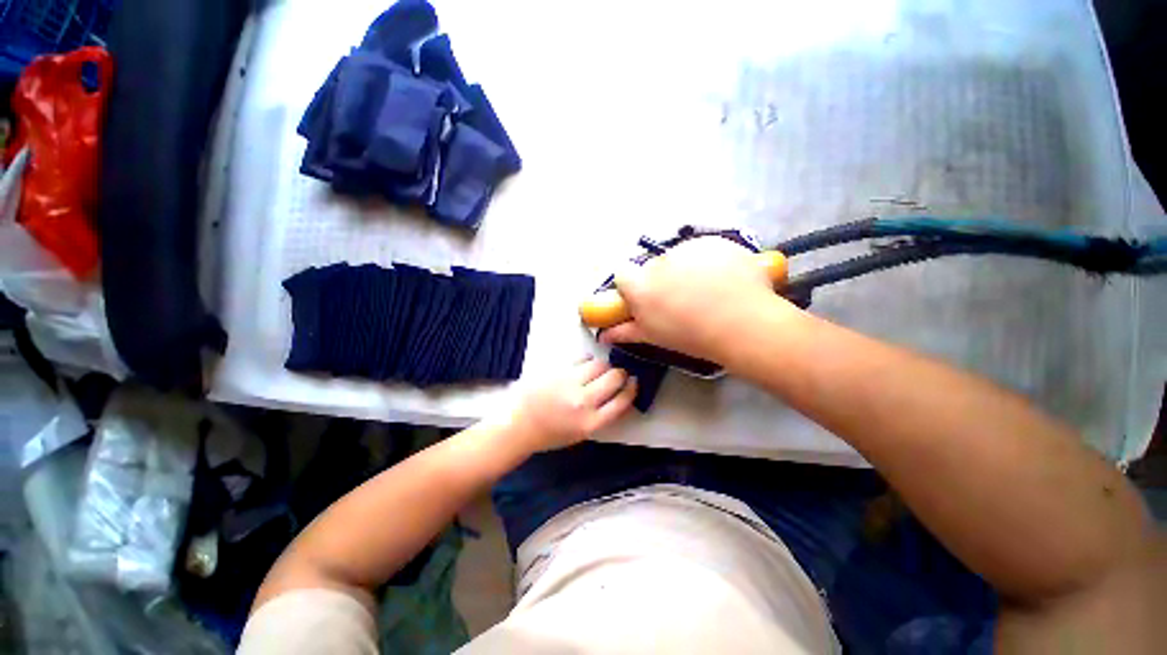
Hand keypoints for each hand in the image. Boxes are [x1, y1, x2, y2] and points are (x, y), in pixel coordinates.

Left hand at [506, 358, 637, 451]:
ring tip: (598, 372)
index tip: (633, 382)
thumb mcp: (582, 433)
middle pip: (614, 377)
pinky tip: (584, 367)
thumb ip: (603, 415)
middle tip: (616, 375)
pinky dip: (588, 361)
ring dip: (604, 367)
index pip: (622, 401)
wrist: (520, 424)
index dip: (632, 389)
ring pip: (600, 364)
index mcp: (590, 423)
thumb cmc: (552, 433)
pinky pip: (583, 358)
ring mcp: (569, 383)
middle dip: (620, 374)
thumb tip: (621, 395)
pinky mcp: (558, 370)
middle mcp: (583, 402)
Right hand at [599, 237, 793, 362]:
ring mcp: (688, 249)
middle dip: (663, 279)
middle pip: (654, 266)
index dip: (633, 286)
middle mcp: (659, 262)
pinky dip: (711, 261)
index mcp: (641, 285)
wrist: (744, 326)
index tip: (647, 298)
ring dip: (687, 268)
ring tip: (709, 290)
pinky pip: (705, 249)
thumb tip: (603, 335)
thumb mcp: (654, 336)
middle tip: (683, 299)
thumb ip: (625, 331)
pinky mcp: (714, 241)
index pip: (623, 274)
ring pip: (680, 256)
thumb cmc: (693, 337)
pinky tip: (725, 279)